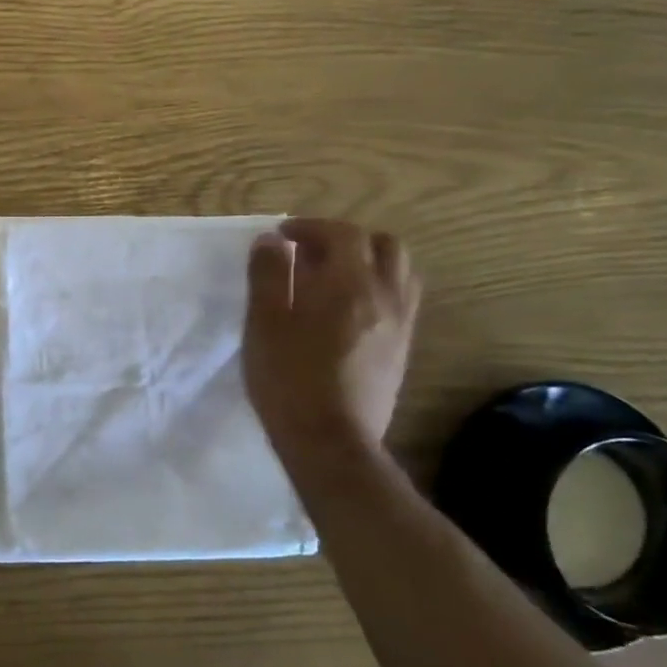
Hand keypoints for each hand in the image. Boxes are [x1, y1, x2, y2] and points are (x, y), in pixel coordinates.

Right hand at [244, 218, 421, 461]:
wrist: (330, 439)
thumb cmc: (288, 377)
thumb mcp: (264, 321)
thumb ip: (269, 275)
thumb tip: (272, 242)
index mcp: (349, 284)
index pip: (343, 234)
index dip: (312, 227)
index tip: (283, 237)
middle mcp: (385, 296)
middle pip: (384, 245)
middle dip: (347, 239)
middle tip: (311, 252)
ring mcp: (400, 324)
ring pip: (400, 272)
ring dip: (369, 262)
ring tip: (333, 276)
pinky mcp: (402, 349)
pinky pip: (401, 300)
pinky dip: (378, 288)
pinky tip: (348, 308)